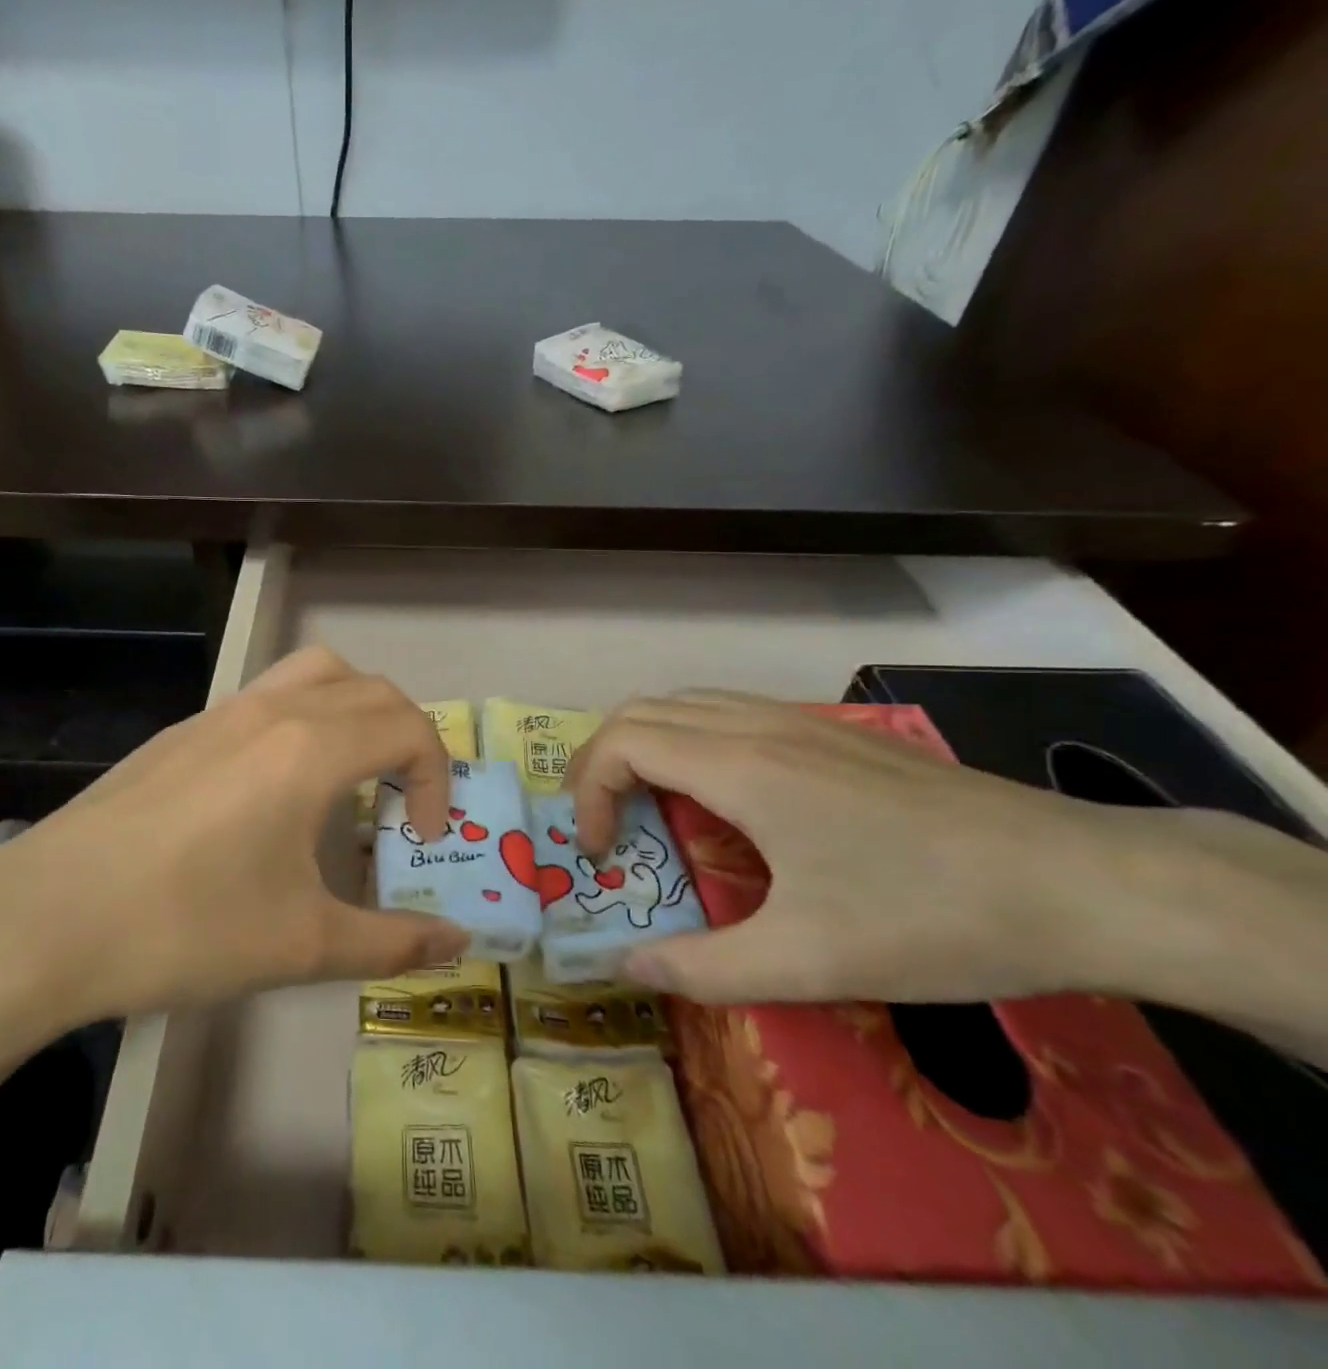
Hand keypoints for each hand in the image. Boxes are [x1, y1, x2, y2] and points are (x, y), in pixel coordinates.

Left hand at [0, 646, 468, 1056]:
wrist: (45, 919)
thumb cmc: (186, 927)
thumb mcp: (302, 945)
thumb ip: (392, 942)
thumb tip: (458, 943)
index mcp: (310, 748)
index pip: (408, 727)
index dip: (437, 778)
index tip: (424, 837)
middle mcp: (272, 710)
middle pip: (372, 690)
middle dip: (408, 738)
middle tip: (401, 803)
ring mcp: (220, 713)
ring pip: (315, 673)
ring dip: (355, 710)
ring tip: (350, 775)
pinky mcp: (182, 731)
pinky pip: (267, 697)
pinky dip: (303, 719)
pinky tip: (274, 791)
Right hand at [565, 693, 1174, 1004]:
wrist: (1084, 883)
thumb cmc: (932, 917)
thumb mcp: (808, 962)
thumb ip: (701, 968)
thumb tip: (625, 967)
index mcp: (740, 767)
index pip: (621, 743)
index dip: (588, 793)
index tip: (600, 854)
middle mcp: (757, 726)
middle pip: (640, 711)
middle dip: (601, 765)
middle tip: (605, 829)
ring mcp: (799, 722)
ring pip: (684, 704)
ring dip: (644, 749)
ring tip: (650, 811)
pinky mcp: (832, 734)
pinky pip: (727, 713)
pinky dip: (689, 743)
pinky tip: (724, 801)